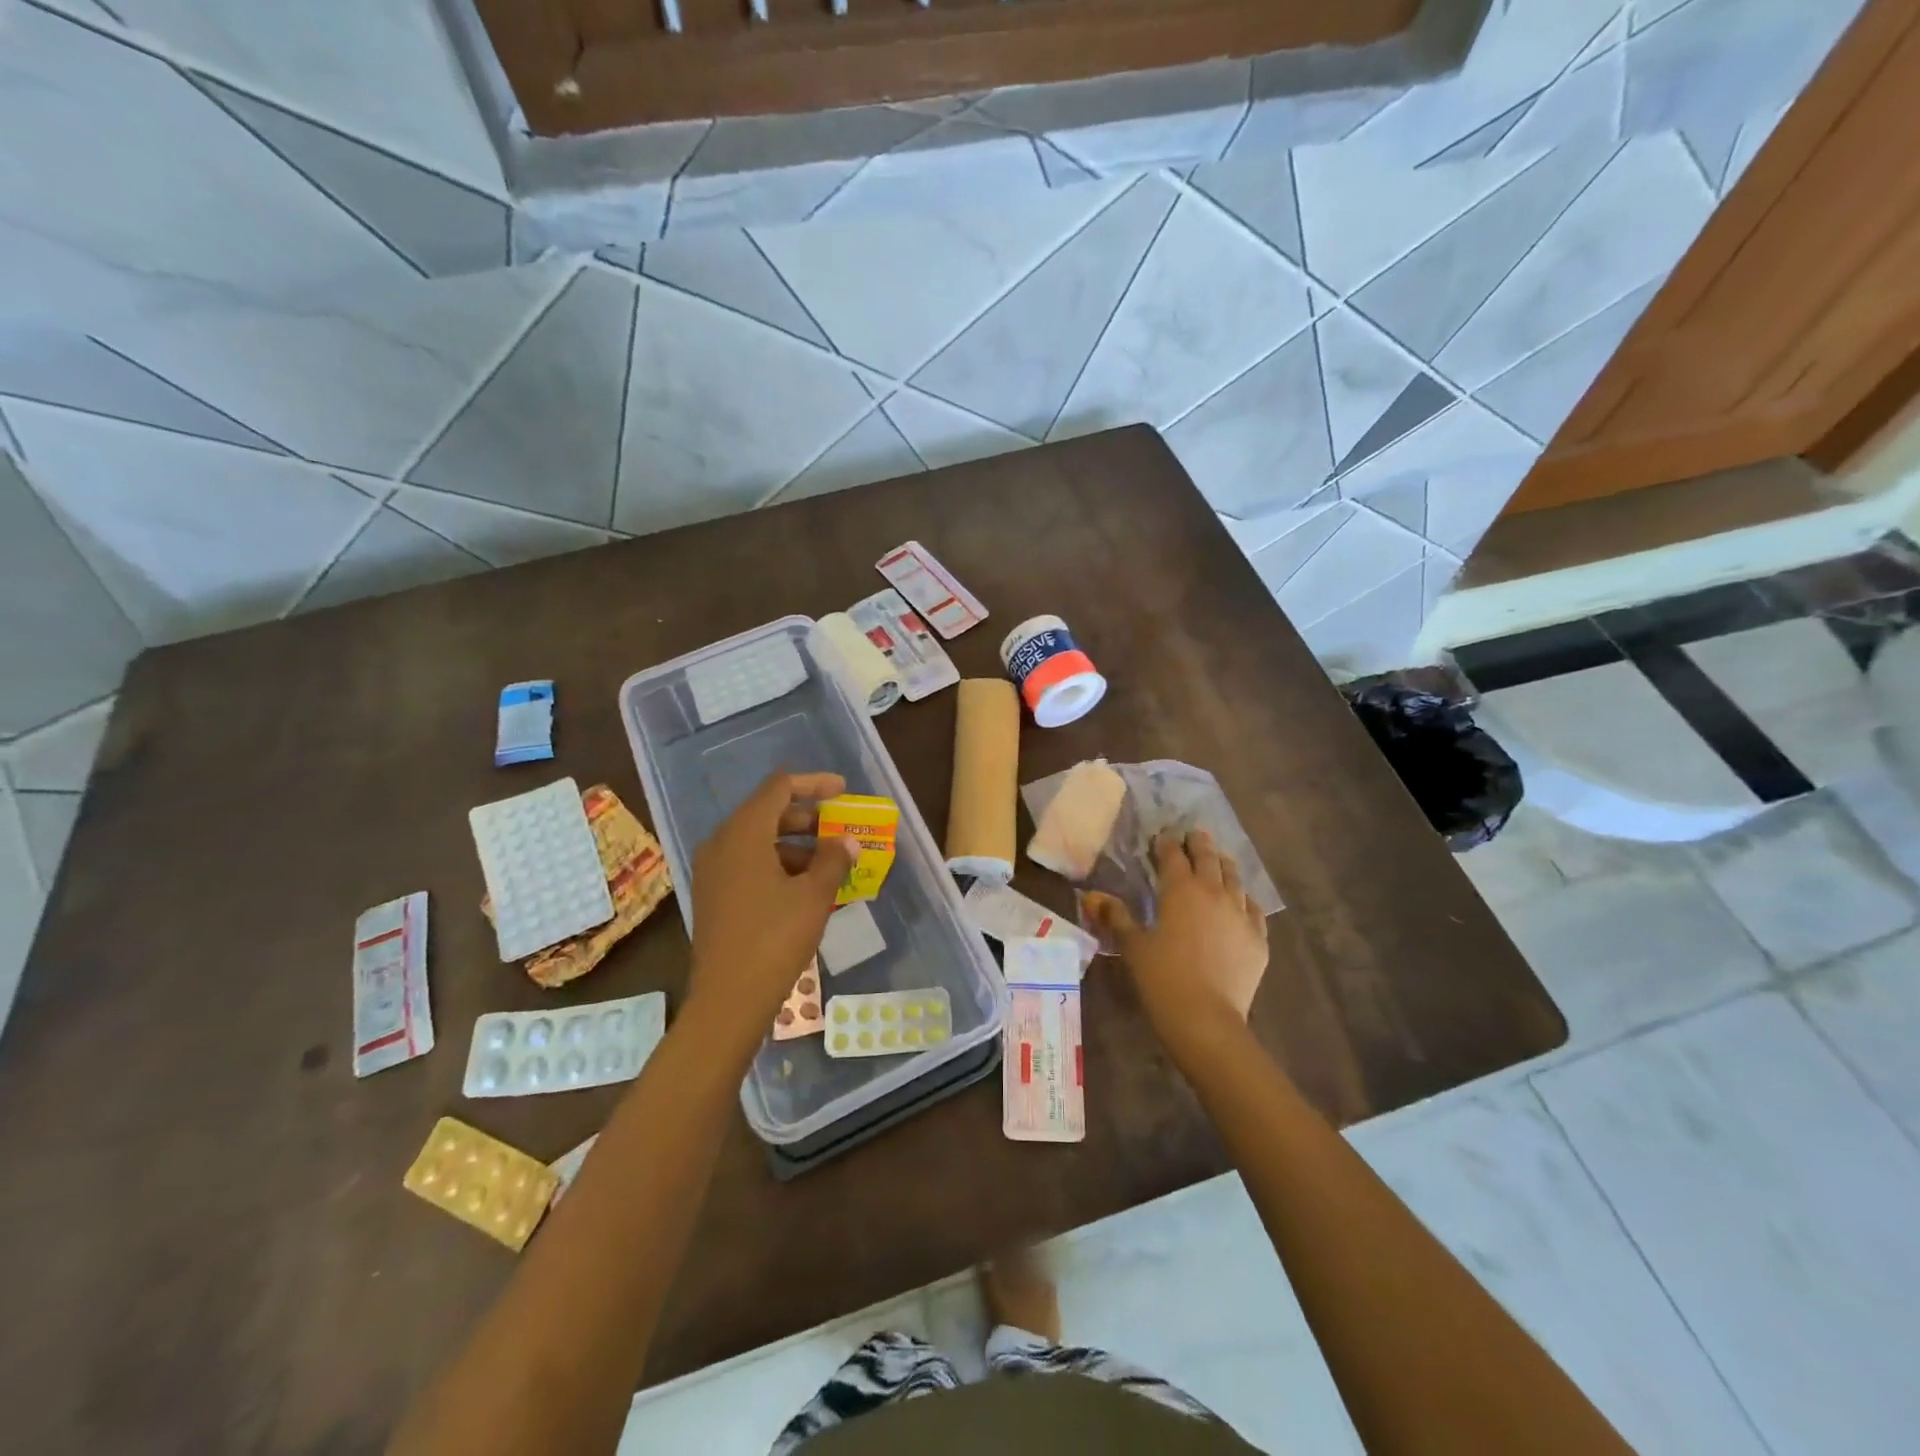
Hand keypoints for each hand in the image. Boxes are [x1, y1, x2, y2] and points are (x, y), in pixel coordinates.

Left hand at [684, 772, 855, 1050]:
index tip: (843, 791)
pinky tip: (806, 888)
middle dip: (807, 817)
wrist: (728, 999)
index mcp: (744, 833)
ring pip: (759, 840)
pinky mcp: (714, 895)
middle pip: (768, 812)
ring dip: (796, 844)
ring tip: (831, 864)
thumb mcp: (813, 896)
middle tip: (840, 829)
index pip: (779, 788)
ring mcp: (714, 870)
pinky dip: (779, 865)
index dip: (813, 784)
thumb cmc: (774, 938)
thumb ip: (833, 859)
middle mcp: (722, 843)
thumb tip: (846, 841)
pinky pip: (749, 864)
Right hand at [1086, 829, 1268, 1059]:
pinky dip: (1244, 898)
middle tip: (1193, 835)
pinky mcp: (1258, 938)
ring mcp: (1241, 914)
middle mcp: (1214, 892)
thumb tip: (1094, 896)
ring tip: (1218, 859)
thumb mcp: (1132, 946)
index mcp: (1180, 889)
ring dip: (1224, 864)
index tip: (1161, 836)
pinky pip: (1253, 908)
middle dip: (1199, 843)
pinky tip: (1240, 901)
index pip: (1173, 855)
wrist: (1206, 1020)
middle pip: (1208, 857)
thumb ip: (1116, 916)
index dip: (1166, 843)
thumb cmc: (1162, 978)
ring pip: (1235, 878)